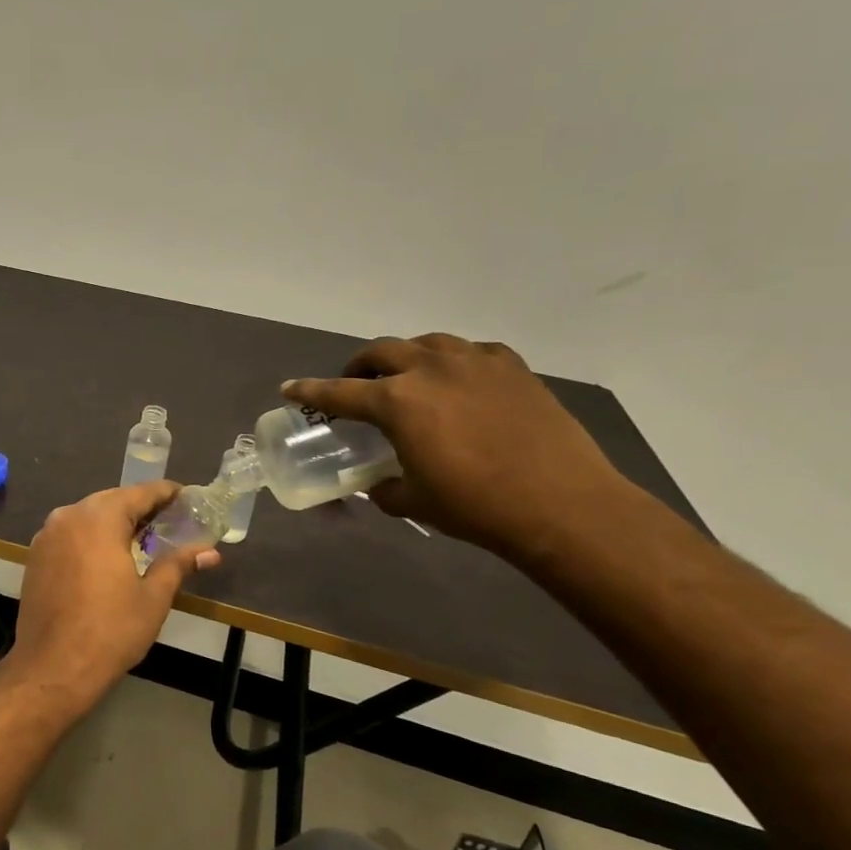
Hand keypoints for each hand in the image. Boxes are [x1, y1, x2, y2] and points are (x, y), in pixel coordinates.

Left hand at [8, 482, 219, 701]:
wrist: (53, 667)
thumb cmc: (110, 630)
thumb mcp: (153, 597)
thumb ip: (178, 565)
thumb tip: (209, 552)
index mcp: (99, 518)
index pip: (139, 493)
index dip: (165, 493)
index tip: (186, 497)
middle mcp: (68, 516)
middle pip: (111, 501)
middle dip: (139, 508)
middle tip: (169, 520)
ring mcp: (47, 536)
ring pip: (87, 516)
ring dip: (114, 521)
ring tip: (142, 538)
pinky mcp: (36, 556)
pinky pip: (70, 534)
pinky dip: (91, 536)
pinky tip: (107, 556)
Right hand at [283, 333, 636, 557]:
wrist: (561, 504)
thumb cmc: (475, 505)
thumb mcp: (413, 501)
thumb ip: (384, 488)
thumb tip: (377, 485)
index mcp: (397, 401)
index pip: (339, 391)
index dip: (310, 390)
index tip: (289, 387)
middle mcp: (429, 369)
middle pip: (380, 352)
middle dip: (360, 366)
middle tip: (356, 383)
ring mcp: (475, 362)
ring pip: (426, 343)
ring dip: (407, 356)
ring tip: (408, 376)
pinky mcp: (512, 367)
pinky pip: (472, 352)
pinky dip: (455, 362)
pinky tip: (461, 381)